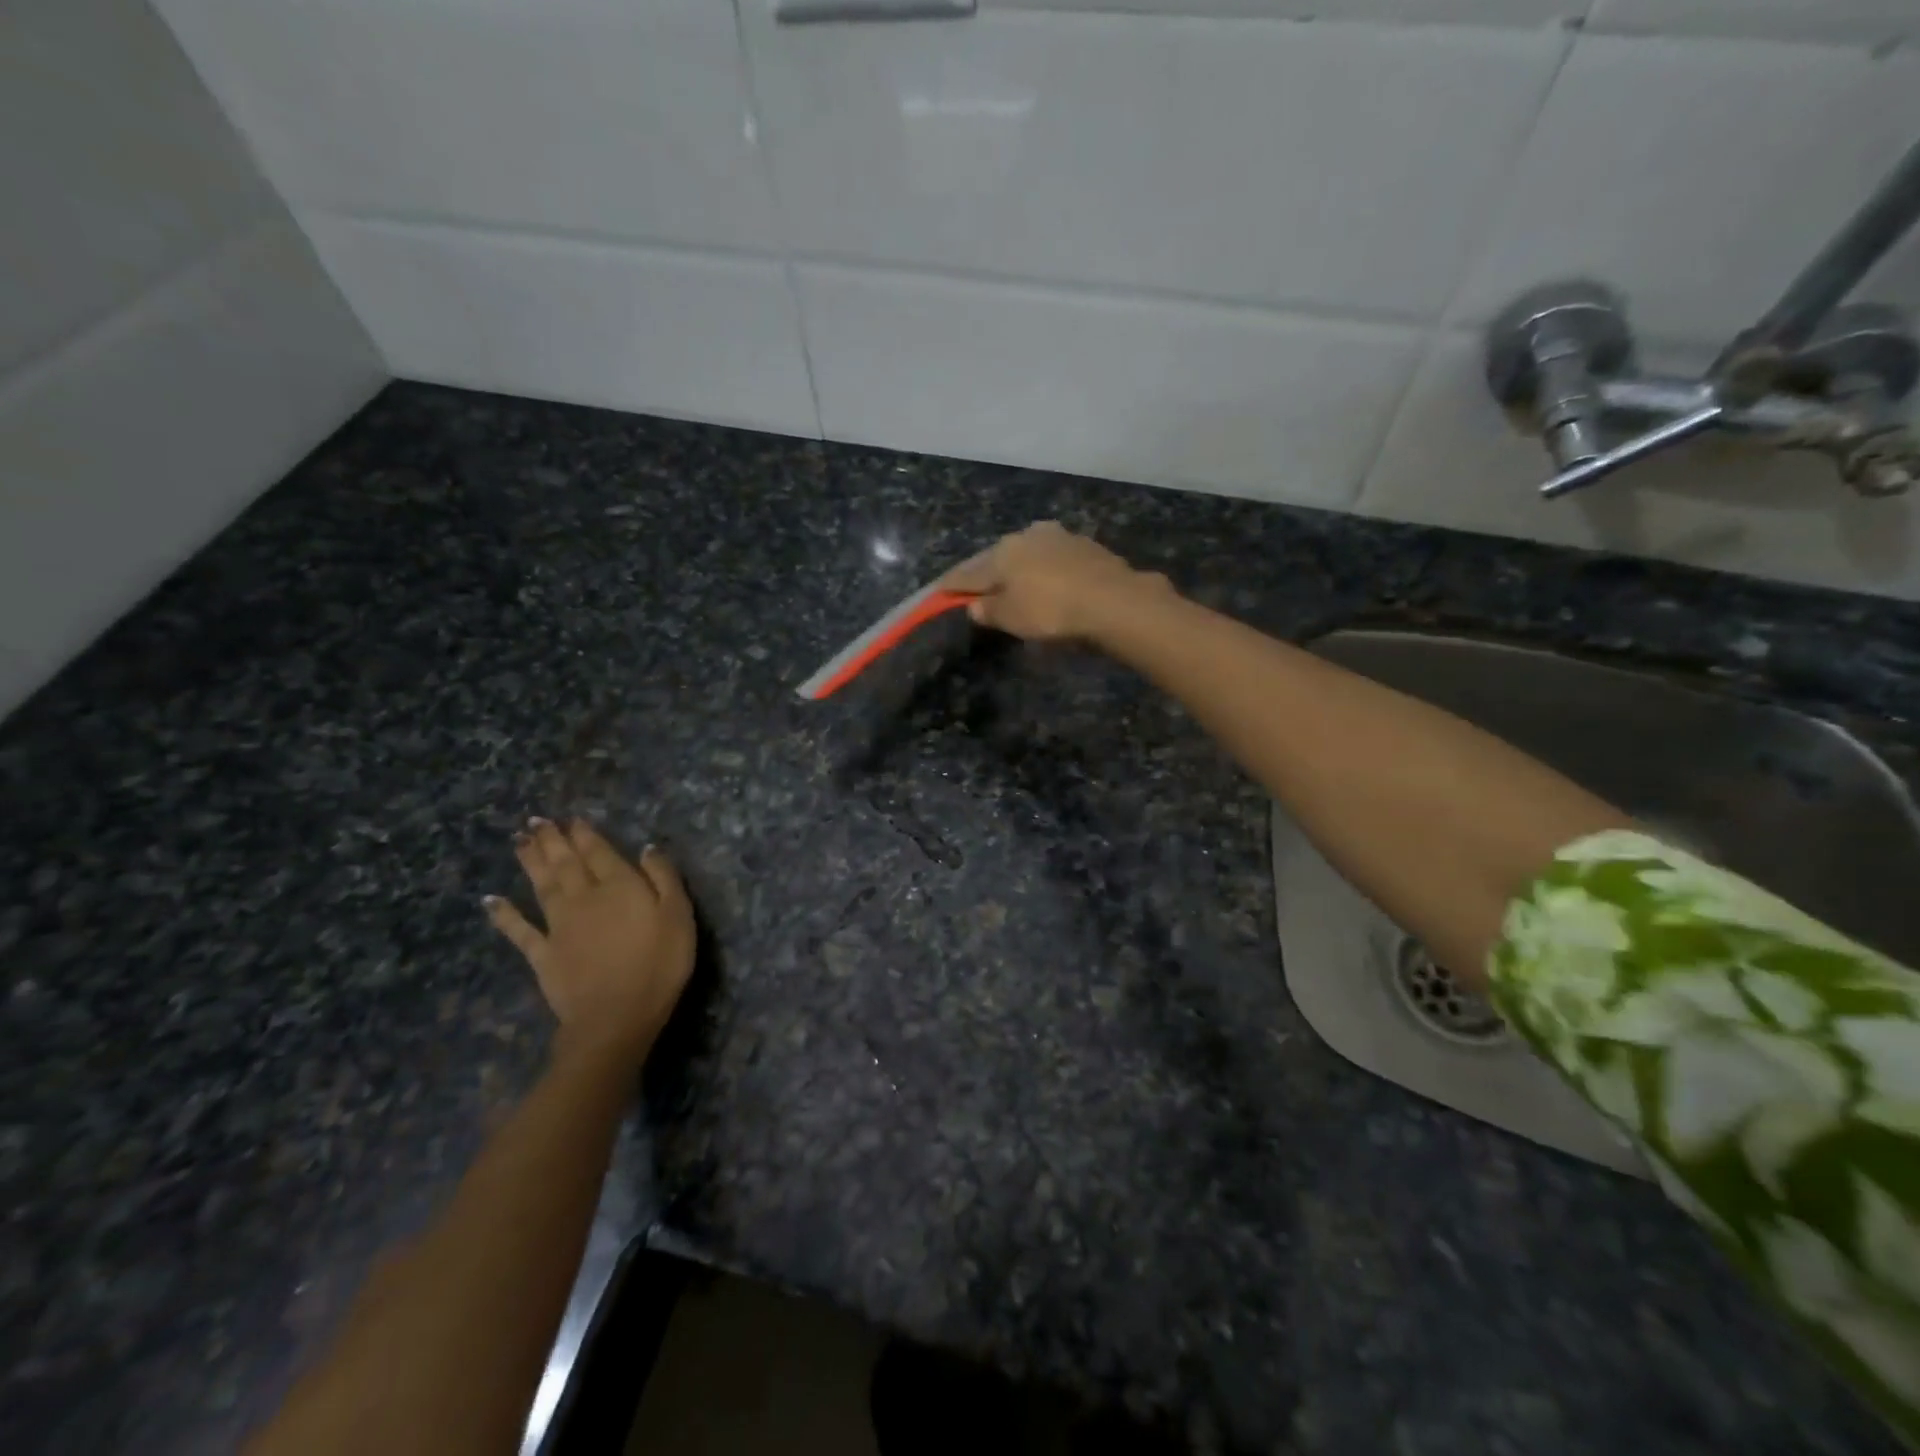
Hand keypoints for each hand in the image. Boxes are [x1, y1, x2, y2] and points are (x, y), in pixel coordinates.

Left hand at [486, 819, 695, 1065]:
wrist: (616, 1016)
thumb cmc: (659, 964)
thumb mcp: (679, 915)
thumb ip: (664, 878)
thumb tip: (647, 848)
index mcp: (620, 885)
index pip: (599, 852)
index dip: (585, 834)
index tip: (573, 819)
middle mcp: (585, 897)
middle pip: (566, 862)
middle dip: (552, 840)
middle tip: (536, 821)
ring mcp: (559, 925)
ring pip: (543, 885)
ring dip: (530, 861)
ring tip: (519, 841)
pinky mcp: (542, 954)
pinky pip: (519, 930)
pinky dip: (503, 914)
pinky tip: (490, 900)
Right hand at [941, 521, 1170, 642]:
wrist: (1113, 599)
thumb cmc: (1051, 610)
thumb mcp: (1012, 618)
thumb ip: (989, 610)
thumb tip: (975, 605)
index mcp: (1002, 552)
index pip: (968, 572)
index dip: (953, 584)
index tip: (939, 590)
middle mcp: (1026, 536)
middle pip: (998, 557)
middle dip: (987, 573)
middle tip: (977, 588)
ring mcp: (1058, 537)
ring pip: (1028, 553)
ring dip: (1018, 568)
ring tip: (1015, 585)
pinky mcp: (1085, 545)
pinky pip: (1053, 559)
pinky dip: (1044, 570)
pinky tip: (1047, 581)